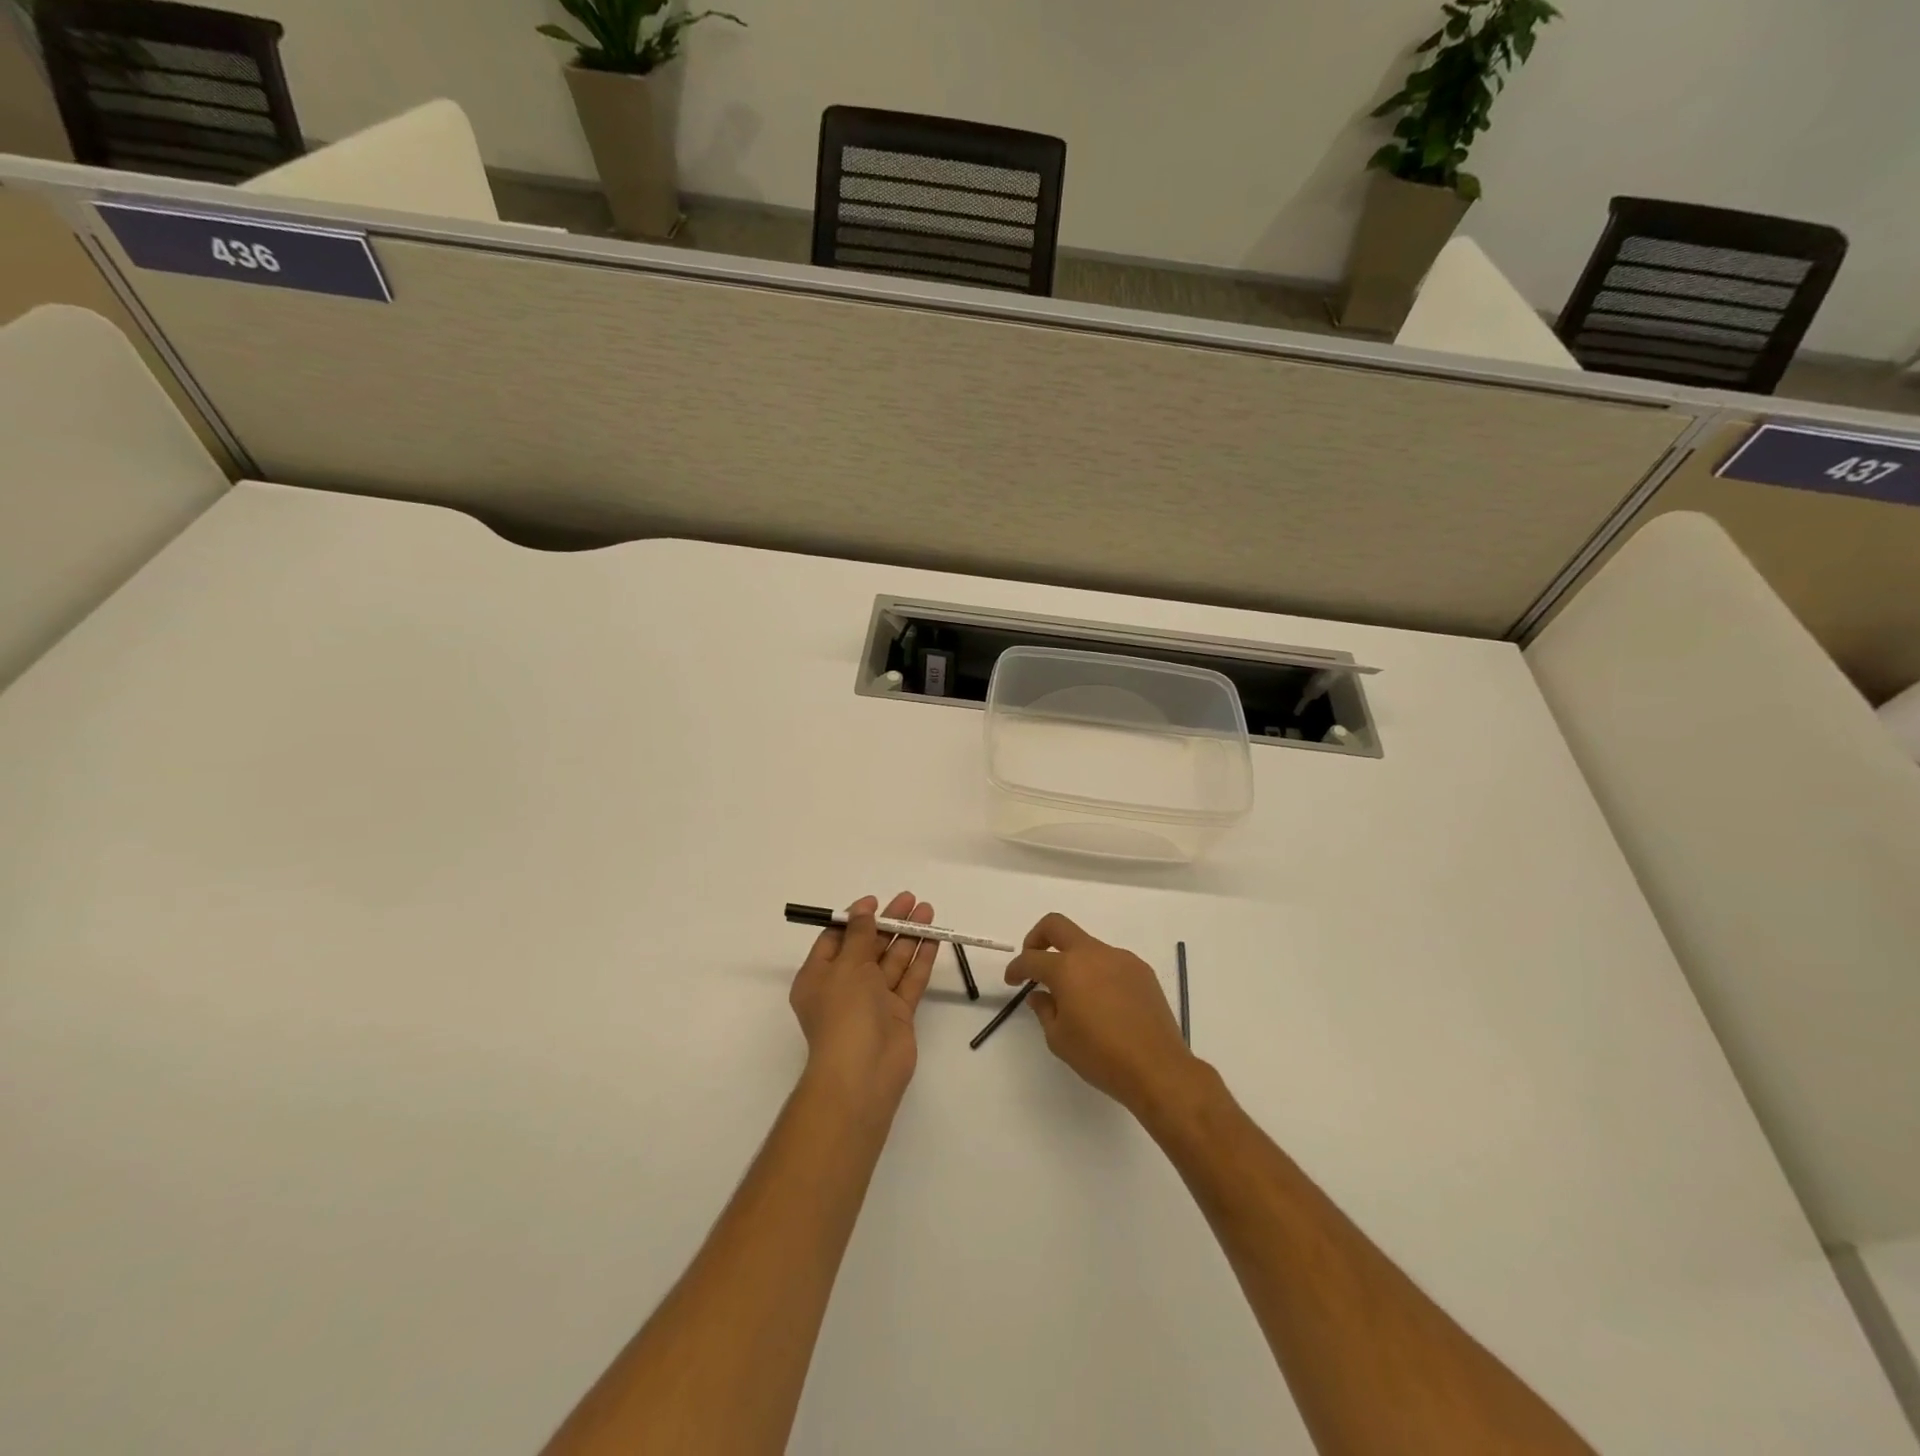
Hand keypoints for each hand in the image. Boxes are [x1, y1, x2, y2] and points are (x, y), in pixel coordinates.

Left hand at [789, 893, 936, 1114]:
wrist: (863, 1072)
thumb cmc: (844, 1012)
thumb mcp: (847, 965)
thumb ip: (859, 935)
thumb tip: (862, 910)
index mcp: (819, 976)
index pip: (836, 940)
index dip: (855, 918)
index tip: (876, 901)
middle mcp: (844, 987)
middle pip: (868, 947)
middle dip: (889, 922)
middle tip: (911, 899)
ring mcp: (872, 1001)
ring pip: (892, 961)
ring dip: (908, 936)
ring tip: (928, 911)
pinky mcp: (897, 1014)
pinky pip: (908, 981)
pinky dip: (920, 960)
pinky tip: (933, 939)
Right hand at [1007, 913, 1199, 1115]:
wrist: (1157, 1068)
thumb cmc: (1101, 1056)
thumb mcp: (1059, 1039)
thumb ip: (1044, 1010)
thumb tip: (1040, 994)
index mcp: (1067, 968)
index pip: (1031, 958)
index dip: (1016, 968)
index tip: (1012, 980)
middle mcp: (1093, 954)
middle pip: (1056, 926)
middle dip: (1037, 938)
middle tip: (1034, 963)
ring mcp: (1120, 959)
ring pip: (1087, 945)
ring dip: (1072, 960)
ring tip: (1074, 993)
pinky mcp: (1141, 971)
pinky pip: (1111, 961)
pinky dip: (1097, 972)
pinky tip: (1103, 1002)